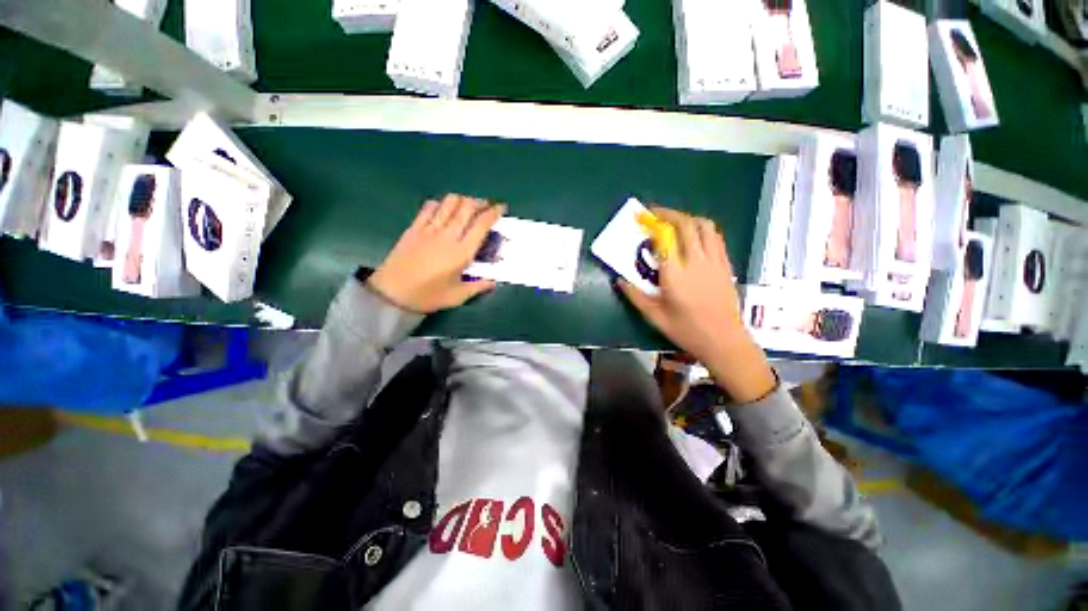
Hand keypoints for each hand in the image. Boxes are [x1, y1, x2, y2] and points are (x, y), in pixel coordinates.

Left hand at [368, 194, 504, 313]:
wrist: (392, 293)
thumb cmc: (428, 296)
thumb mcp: (458, 296)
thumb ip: (478, 286)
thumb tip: (493, 282)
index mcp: (462, 252)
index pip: (481, 224)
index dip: (493, 212)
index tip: (501, 208)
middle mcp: (448, 235)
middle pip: (466, 207)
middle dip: (480, 202)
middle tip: (486, 206)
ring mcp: (429, 229)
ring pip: (449, 202)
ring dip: (462, 200)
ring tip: (467, 206)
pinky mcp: (414, 228)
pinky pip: (429, 207)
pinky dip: (440, 204)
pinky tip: (443, 209)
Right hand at [618, 207, 776, 402]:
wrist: (723, 340)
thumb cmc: (686, 330)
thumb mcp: (654, 316)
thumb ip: (635, 296)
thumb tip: (619, 280)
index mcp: (675, 275)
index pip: (664, 239)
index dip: (653, 224)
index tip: (642, 218)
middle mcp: (696, 262)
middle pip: (686, 225)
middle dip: (668, 214)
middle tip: (654, 213)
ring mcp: (714, 261)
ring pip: (704, 226)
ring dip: (687, 218)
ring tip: (674, 221)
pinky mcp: (725, 265)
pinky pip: (715, 237)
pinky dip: (702, 229)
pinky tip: (694, 235)